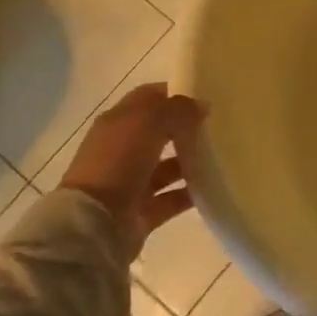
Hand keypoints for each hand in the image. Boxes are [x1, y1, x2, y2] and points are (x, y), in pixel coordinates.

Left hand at [55, 84, 204, 259]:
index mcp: (118, 122)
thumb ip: (178, 108)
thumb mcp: (149, 121)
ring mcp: (132, 182)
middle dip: (186, 128)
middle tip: (218, 125)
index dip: (174, 93)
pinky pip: (173, 197)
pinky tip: (214, 186)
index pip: (148, 98)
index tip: (205, 95)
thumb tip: (201, 106)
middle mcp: (123, 150)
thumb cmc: (118, 161)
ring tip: (222, 156)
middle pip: (159, 132)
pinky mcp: (143, 211)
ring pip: (168, 166)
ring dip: (191, 161)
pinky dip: (191, 192)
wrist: (95, 222)